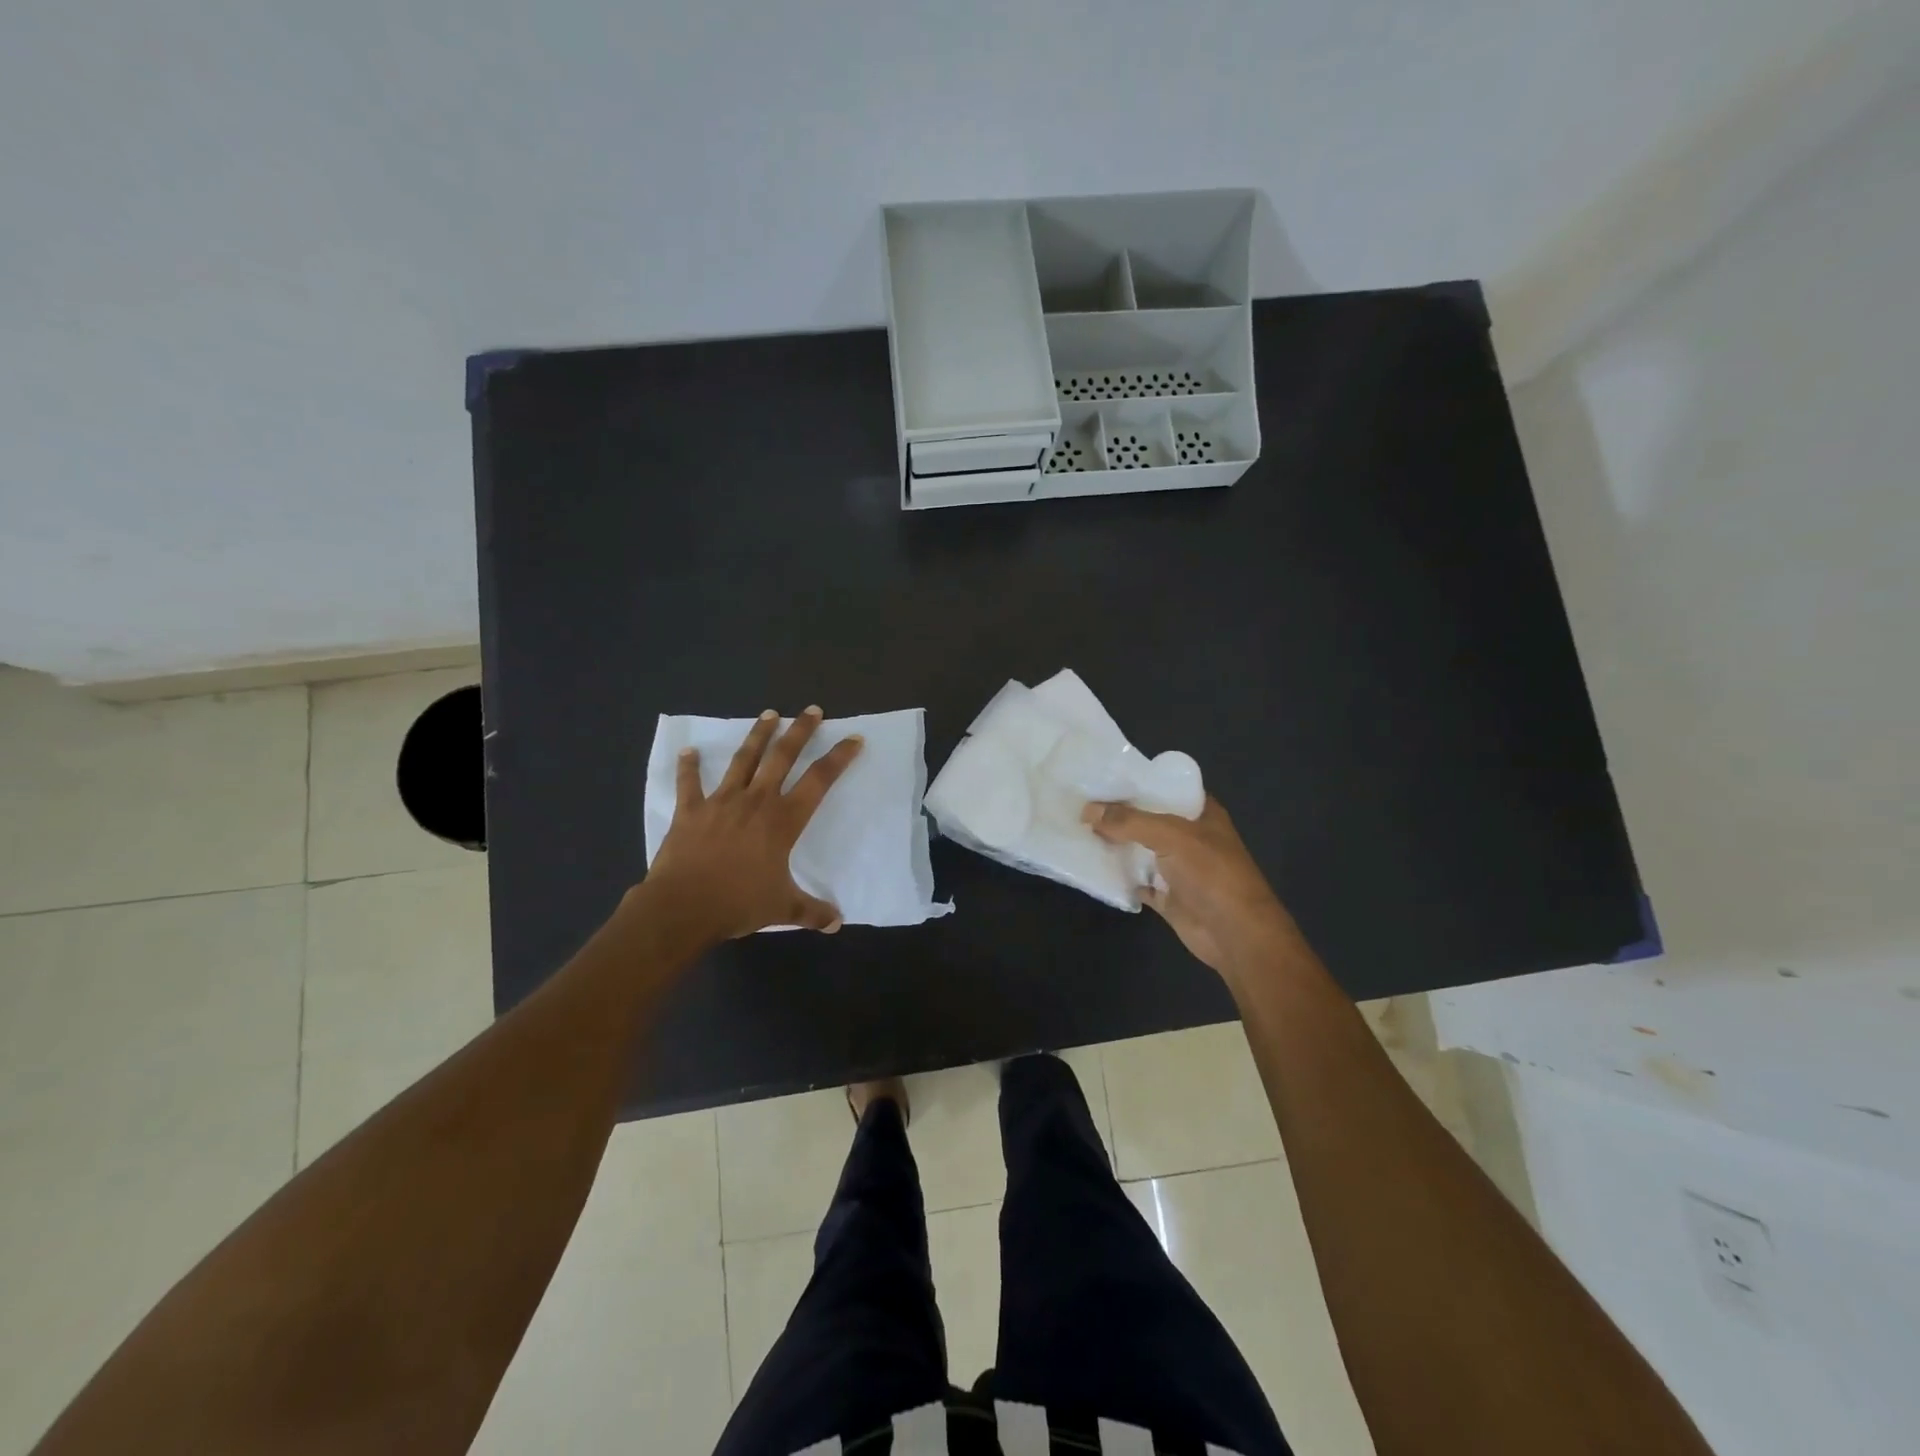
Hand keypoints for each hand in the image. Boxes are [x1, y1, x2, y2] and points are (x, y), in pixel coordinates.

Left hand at [644, 707, 862, 941]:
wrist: (683, 907)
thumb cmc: (738, 904)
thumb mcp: (782, 908)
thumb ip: (812, 912)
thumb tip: (837, 923)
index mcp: (783, 821)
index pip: (819, 781)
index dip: (839, 758)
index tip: (853, 739)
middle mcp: (756, 802)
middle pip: (782, 757)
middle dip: (800, 731)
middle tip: (812, 710)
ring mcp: (721, 802)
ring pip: (744, 760)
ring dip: (757, 735)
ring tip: (769, 714)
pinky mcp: (691, 810)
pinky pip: (689, 783)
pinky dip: (688, 767)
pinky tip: (688, 751)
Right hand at [1084, 796, 1298, 980]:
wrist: (1235, 934)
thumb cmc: (1211, 874)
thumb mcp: (1171, 836)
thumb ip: (1129, 822)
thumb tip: (1087, 811)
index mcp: (1200, 813)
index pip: (1164, 787)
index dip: (1135, 782)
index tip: (1100, 777)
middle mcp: (1189, 836)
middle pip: (1147, 819)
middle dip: (1118, 814)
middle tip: (1079, 803)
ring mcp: (1178, 867)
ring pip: (1139, 850)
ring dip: (1114, 844)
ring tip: (1077, 829)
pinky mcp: (1167, 895)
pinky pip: (1136, 881)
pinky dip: (1118, 876)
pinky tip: (1092, 867)